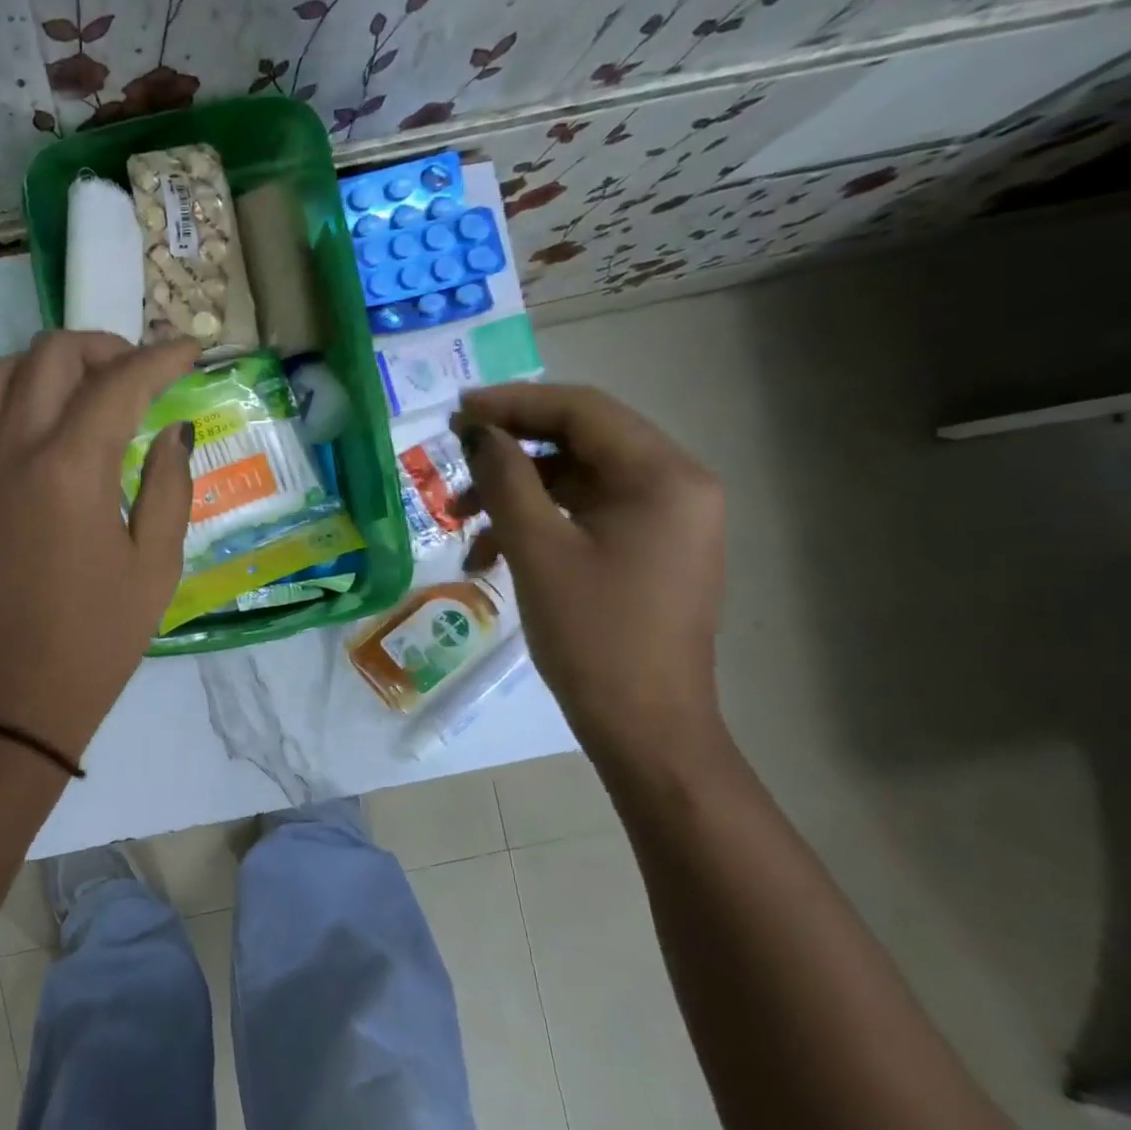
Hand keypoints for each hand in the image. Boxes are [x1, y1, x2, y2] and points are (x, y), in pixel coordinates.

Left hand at [0, 331, 198, 762]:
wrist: (10, 701)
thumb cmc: (95, 642)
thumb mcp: (155, 569)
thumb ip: (169, 487)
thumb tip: (173, 431)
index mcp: (71, 468)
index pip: (120, 382)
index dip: (162, 357)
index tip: (192, 348)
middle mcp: (14, 449)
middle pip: (51, 356)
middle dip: (102, 347)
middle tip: (138, 374)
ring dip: (45, 367)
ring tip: (81, 392)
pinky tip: (24, 430)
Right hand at [449, 383, 725, 770]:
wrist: (644, 726)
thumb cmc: (592, 635)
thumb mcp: (538, 549)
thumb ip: (506, 479)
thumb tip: (479, 431)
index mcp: (663, 476)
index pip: (583, 411)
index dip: (514, 404)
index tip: (456, 414)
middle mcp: (676, 485)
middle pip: (582, 442)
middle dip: (511, 452)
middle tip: (454, 459)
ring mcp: (667, 519)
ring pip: (578, 481)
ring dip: (517, 493)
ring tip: (461, 521)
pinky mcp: (650, 549)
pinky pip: (587, 515)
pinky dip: (539, 524)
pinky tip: (492, 555)